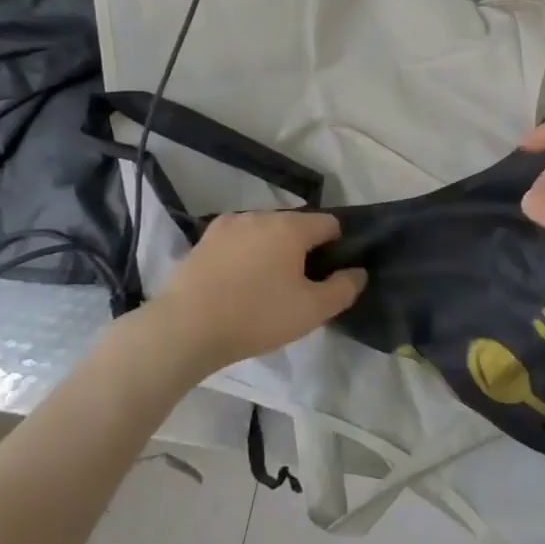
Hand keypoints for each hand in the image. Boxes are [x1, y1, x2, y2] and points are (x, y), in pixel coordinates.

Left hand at [150, 211, 365, 370]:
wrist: (186, 327)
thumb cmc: (256, 316)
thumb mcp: (311, 311)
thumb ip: (343, 289)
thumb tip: (358, 272)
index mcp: (291, 227)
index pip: (328, 223)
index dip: (337, 246)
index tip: (329, 274)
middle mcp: (261, 215)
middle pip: (295, 225)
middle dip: (303, 248)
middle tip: (298, 286)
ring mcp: (229, 225)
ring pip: (264, 231)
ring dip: (272, 249)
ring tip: (265, 285)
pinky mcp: (204, 240)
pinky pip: (238, 241)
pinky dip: (245, 254)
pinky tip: (238, 282)